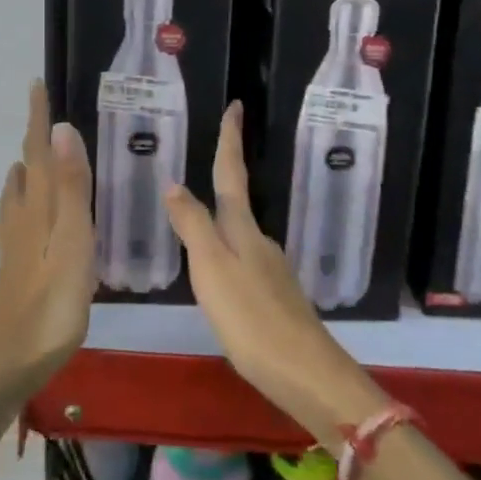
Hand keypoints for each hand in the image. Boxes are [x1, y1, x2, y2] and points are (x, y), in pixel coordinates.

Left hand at [0, 81, 95, 399]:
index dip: (38, 117)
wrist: (10, 359)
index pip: (38, 150)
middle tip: (46, 115)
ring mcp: (16, 242)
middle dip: (34, 138)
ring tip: (38, 155)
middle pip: (27, 166)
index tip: (36, 84)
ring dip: (28, 166)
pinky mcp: (17, 264)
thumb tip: (62, 128)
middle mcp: (23, 216)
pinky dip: (26, 196)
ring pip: (19, 192)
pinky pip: (20, 214)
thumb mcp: (73, 241)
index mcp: (39, 206)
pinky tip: (30, 210)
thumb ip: (72, 186)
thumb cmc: (51, 301)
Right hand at [164, 103, 388, 448]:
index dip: (231, 140)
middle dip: (226, 174)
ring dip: (223, 216)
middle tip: (212, 153)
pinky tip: (221, 273)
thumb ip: (193, 226)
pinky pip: (245, 260)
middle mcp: (260, 242)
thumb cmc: (251, 318)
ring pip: (240, 232)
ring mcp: (272, 269)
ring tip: (200, 215)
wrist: (306, 373)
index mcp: (242, 230)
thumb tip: (175, 183)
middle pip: (237, 200)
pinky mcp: (276, 297)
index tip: (237, 106)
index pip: (231, 174)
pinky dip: (229, 251)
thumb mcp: (212, 269)